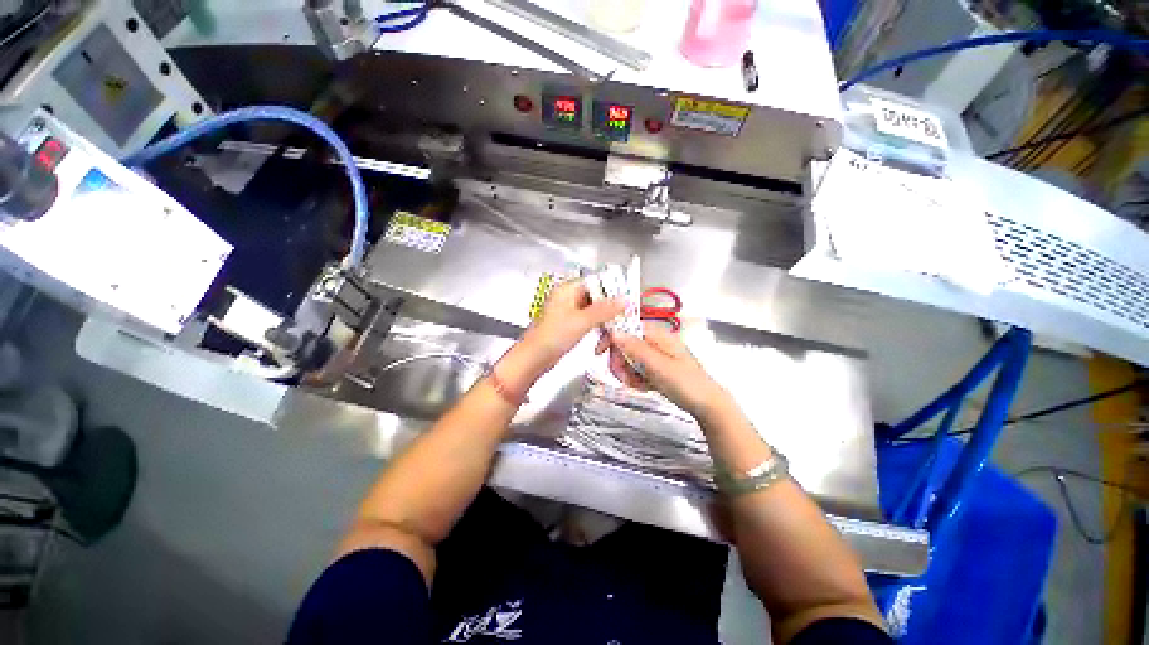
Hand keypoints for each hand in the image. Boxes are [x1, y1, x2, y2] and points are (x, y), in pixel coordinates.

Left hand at [522, 280, 624, 367]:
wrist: (534, 359)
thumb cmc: (550, 338)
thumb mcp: (581, 321)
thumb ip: (604, 310)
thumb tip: (624, 299)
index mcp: (567, 290)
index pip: (596, 281)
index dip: (613, 289)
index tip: (627, 298)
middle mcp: (569, 298)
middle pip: (597, 297)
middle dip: (611, 308)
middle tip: (624, 317)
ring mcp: (570, 312)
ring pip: (595, 311)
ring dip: (605, 321)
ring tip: (613, 331)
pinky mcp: (571, 325)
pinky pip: (590, 322)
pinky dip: (598, 329)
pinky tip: (603, 339)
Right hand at [597, 323, 731, 419]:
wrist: (706, 405)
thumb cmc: (684, 382)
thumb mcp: (657, 365)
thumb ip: (635, 348)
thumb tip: (614, 331)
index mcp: (657, 334)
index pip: (627, 326)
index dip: (611, 337)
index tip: (599, 352)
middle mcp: (655, 341)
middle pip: (625, 344)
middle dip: (620, 361)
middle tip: (622, 377)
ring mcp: (655, 355)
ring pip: (629, 358)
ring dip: (627, 372)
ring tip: (636, 385)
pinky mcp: (656, 367)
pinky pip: (637, 369)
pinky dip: (636, 378)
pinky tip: (643, 387)